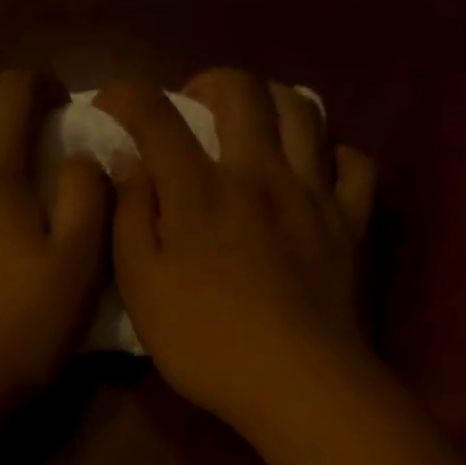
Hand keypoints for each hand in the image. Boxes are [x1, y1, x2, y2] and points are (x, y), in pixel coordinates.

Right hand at [96, 69, 377, 438]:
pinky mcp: (352, 223)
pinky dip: (332, 155)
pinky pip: (354, 164)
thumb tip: (132, 170)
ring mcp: (314, 194)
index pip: (158, 117)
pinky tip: (314, 172)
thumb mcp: (142, 289)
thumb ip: (129, 221)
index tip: (110, 102)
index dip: (127, 97)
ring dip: (272, 102)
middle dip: (209, 81)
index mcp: (200, 191)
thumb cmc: (206, 343)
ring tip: (253, 126)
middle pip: (243, 91)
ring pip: (304, 110)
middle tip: (192, 107)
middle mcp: (260, 174)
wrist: (297, 383)